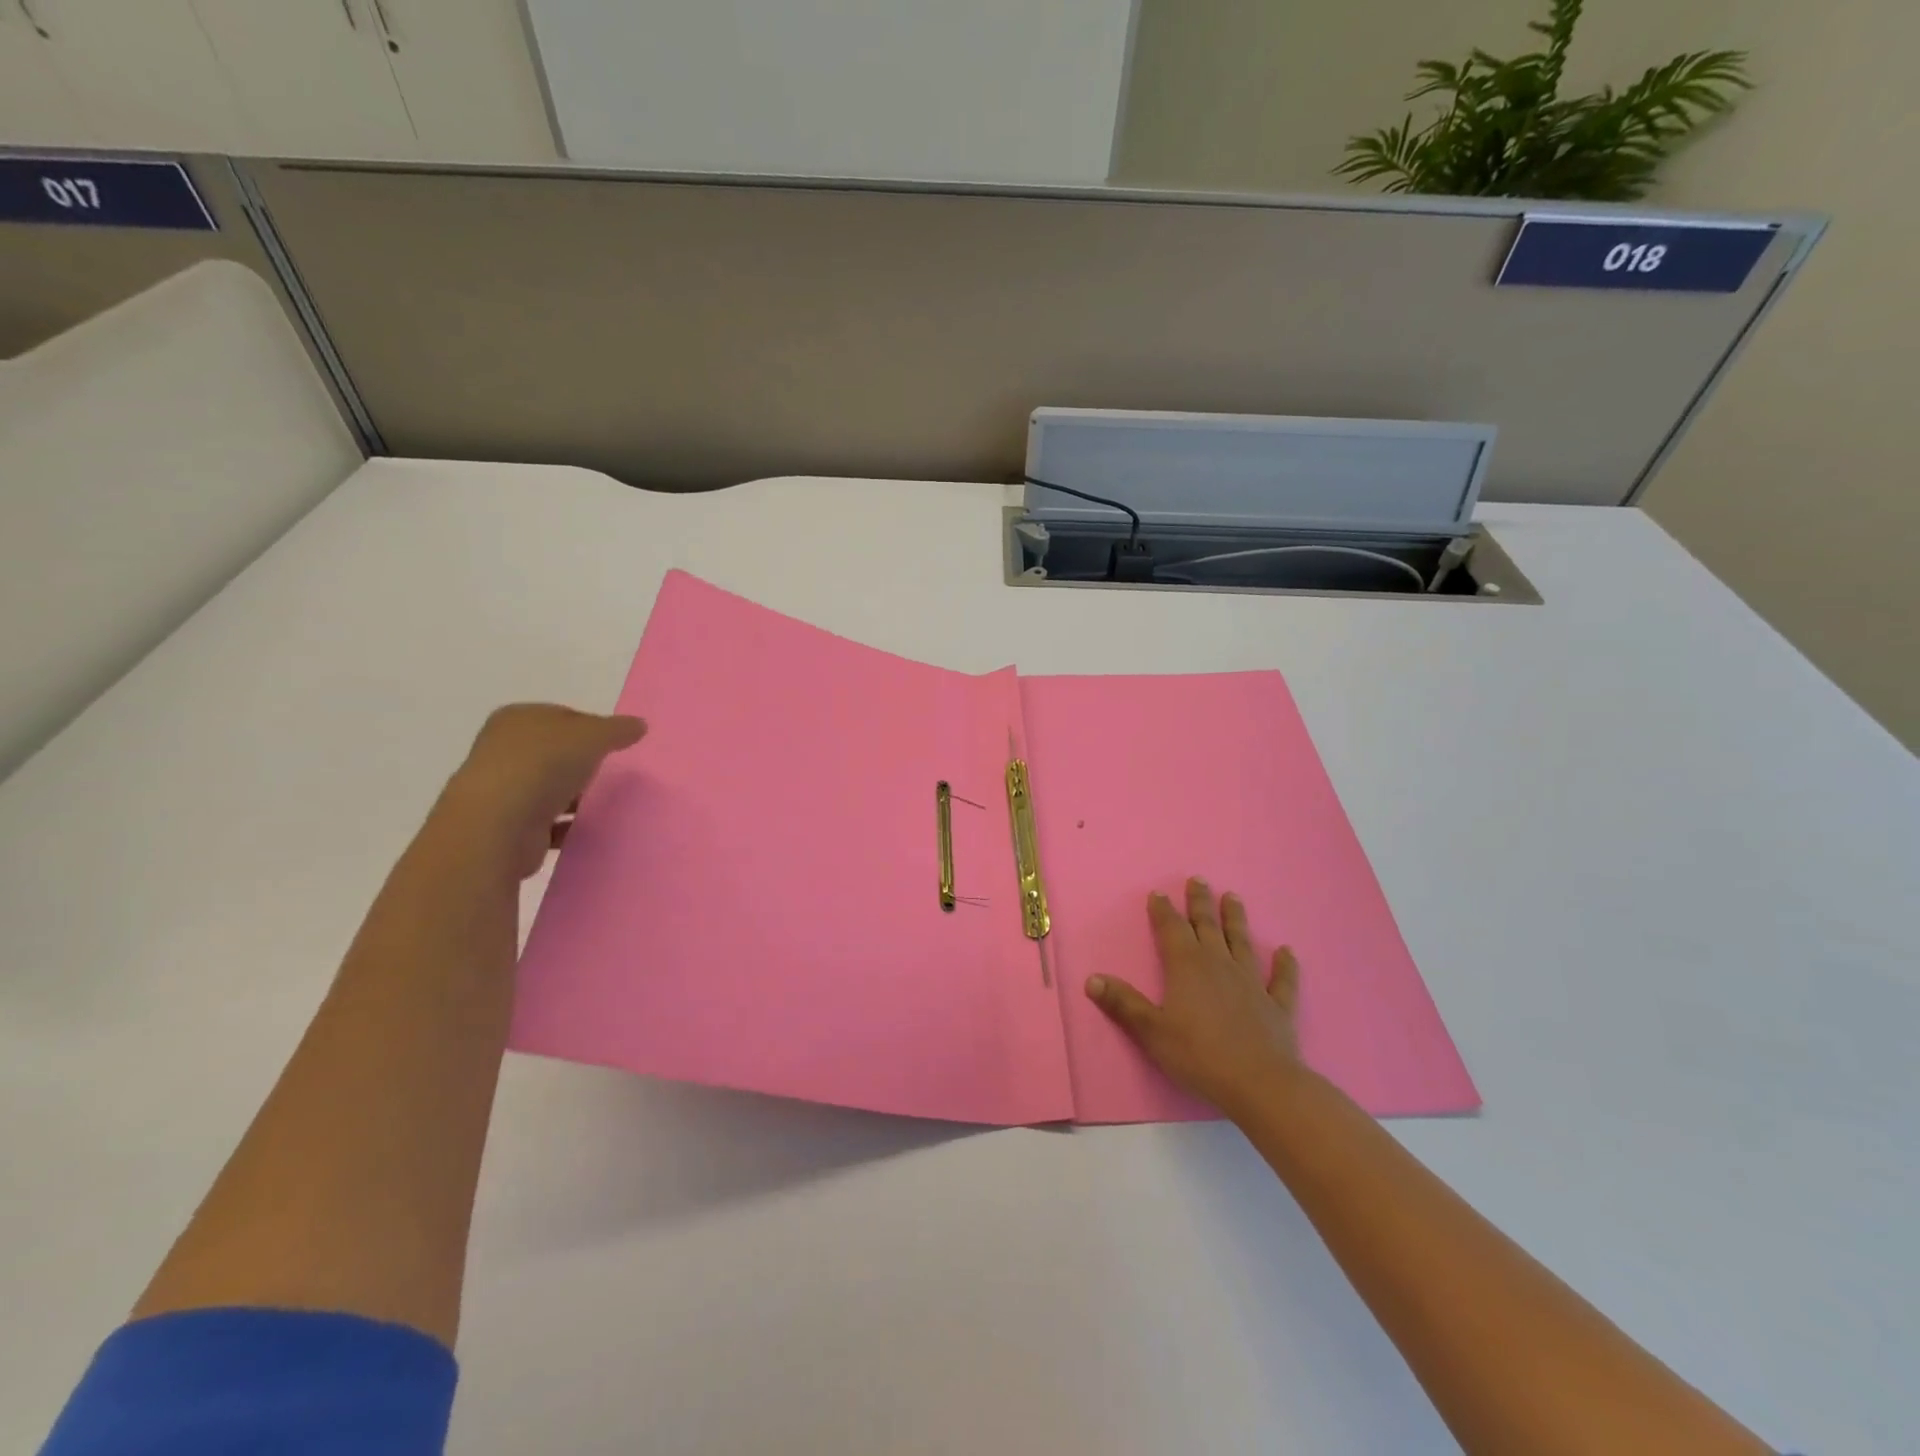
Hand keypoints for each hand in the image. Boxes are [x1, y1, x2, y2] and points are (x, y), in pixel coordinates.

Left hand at [436, 704, 645, 879]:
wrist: (498, 824)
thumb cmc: (543, 765)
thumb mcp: (592, 736)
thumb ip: (617, 729)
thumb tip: (639, 725)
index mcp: (518, 719)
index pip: (562, 716)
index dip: (591, 727)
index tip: (615, 744)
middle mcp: (504, 750)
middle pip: (554, 752)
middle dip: (582, 762)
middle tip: (612, 772)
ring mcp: (502, 789)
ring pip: (549, 787)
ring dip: (574, 796)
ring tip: (605, 803)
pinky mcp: (507, 825)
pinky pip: (546, 821)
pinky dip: (566, 825)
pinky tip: (588, 829)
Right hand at [1086, 877, 1302, 1118]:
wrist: (1260, 1084)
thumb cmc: (1199, 1055)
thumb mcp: (1152, 1031)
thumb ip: (1123, 1004)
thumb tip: (1092, 979)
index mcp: (1187, 967)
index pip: (1172, 929)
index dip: (1163, 911)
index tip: (1159, 894)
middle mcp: (1219, 965)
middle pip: (1208, 926)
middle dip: (1200, 903)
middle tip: (1198, 879)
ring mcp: (1252, 983)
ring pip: (1242, 943)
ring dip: (1236, 920)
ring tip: (1233, 897)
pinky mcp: (1277, 1006)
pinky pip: (1282, 980)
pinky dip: (1285, 965)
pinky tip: (1287, 952)